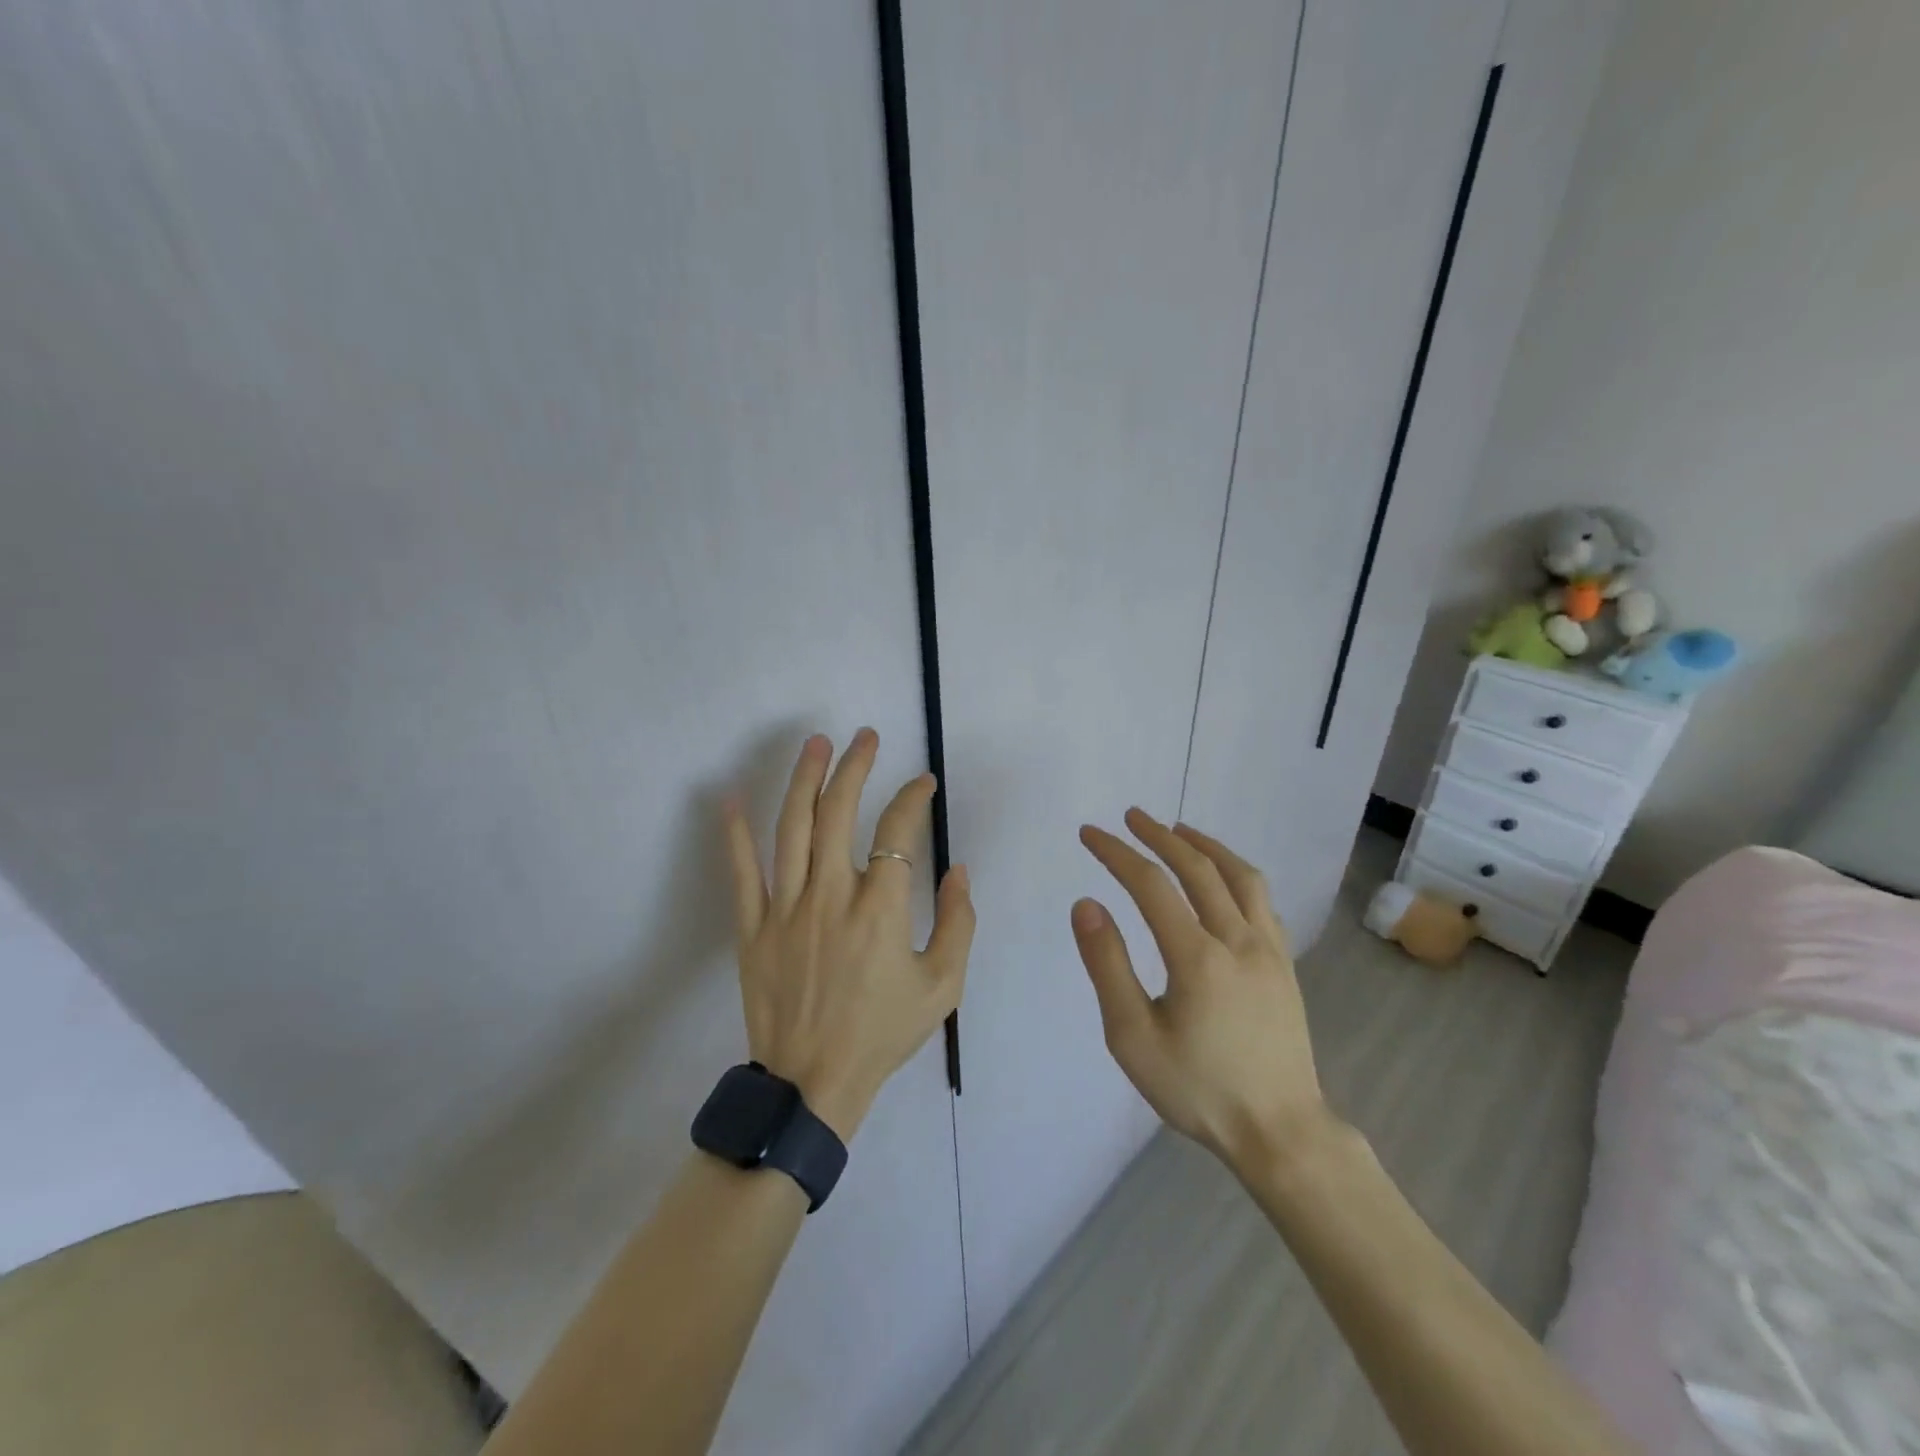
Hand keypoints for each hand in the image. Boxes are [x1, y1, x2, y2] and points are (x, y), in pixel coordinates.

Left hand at [723, 730, 974, 1140]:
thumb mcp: (943, 986)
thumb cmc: (882, 1033)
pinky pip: (742, 872)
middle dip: (854, 766)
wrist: (812, 1085)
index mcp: (880, 909)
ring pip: (792, 828)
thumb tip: (957, 870)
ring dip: (805, 780)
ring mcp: (786, 908)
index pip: (898, 831)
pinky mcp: (753, 927)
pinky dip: (736, 833)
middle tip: (865, 737)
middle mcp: (831, 895)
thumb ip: (959, 922)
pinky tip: (733, 796)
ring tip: (816, 743)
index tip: (922, 784)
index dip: (912, 798)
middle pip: (839, 813)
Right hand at [1073, 808, 1329, 1172]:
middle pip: (1197, 868)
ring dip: (1206, 846)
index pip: (1150, 884)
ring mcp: (1269, 949)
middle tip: (1130, 817)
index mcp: (1197, 957)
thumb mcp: (1133, 1037)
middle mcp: (1238, 939)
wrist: (1280, 1132)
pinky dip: (1237, 874)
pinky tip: (1224, 878)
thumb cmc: (1198, 1089)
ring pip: (1240, 876)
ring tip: (1178, 831)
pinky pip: (1262, 901)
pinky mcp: (1285, 964)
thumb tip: (1087, 904)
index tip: (1090, 833)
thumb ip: (1108, 966)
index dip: (1116, 852)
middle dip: (1158, 836)